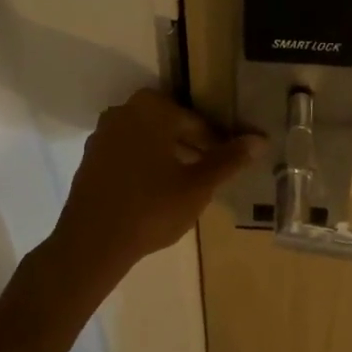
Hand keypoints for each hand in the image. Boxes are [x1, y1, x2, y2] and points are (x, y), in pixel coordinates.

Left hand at [52, 90, 261, 276]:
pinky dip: (146, 165)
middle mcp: (123, 112)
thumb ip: (229, 160)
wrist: (93, 242)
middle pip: (171, 126)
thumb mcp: (198, 186)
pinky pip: (128, 153)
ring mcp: (103, 135)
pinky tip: (157, 192)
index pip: (196, 122)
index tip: (228, 165)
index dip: (216, 144)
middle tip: (210, 174)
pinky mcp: (91, 158)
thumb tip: (260, 139)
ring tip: (187, 185)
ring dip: (169, 155)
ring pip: (148, 139)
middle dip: (193, 146)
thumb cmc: (152, 208)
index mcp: (152, 109)